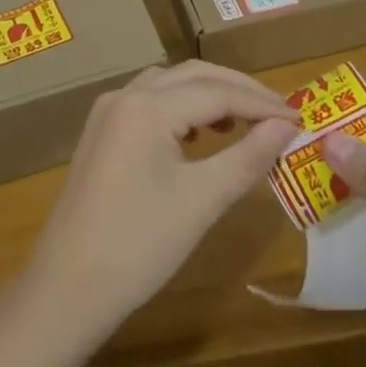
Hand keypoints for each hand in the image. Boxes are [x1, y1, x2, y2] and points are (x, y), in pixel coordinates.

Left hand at [21, 62, 298, 348]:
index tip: (299, 119)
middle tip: (278, 113)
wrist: (66, 290)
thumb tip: (286, 128)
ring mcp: (107, 113)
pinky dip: (182, 107)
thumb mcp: (202, 200)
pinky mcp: (101, 134)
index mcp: (148, 106)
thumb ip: (248, 156)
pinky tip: (198, 135)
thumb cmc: (139, 246)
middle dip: (238, 90)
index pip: (218, 92)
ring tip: (244, 120)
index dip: (261, 104)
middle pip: (193, 76)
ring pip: (170, 84)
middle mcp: (125, 96)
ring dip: (209, 94)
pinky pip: (150, 102)